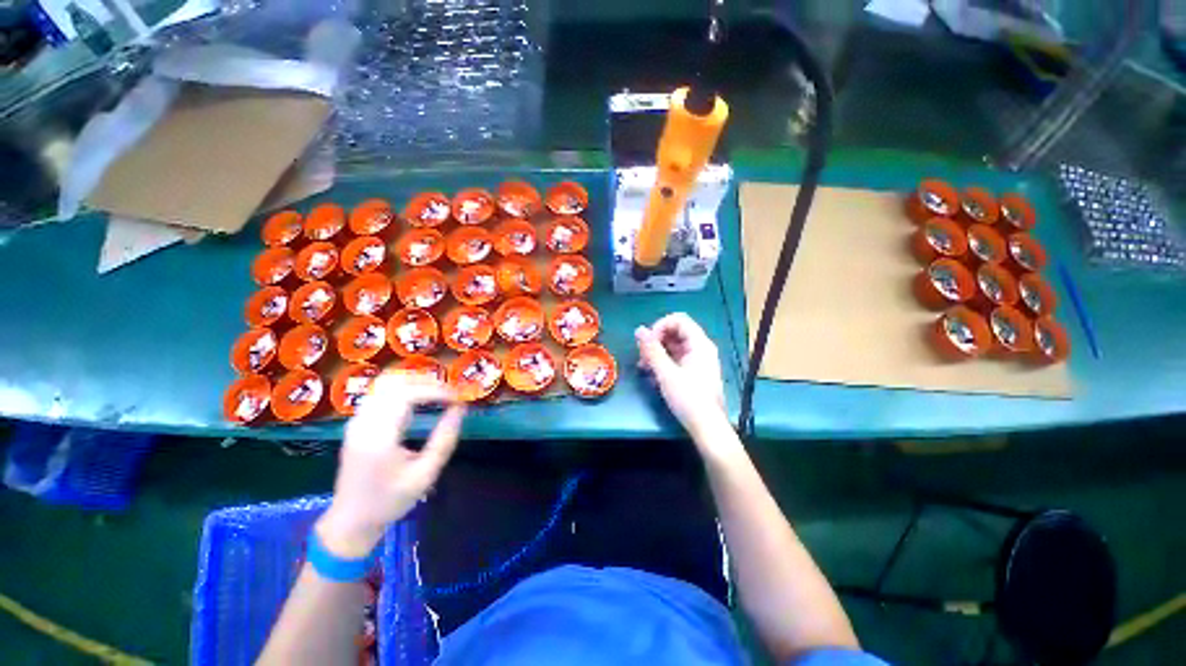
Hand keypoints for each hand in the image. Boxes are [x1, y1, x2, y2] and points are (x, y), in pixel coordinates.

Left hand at [316, 373, 465, 557]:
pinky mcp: (357, 423)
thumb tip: (461, 408)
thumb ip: (445, 439)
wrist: (351, 521)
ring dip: (414, 382)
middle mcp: (363, 423)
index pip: (405, 395)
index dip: (434, 390)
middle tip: (448, 392)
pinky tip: (419, 400)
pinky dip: (403, 388)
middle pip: (393, 382)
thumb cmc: (390, 500)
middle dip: (425, 381)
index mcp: (378, 437)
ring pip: (384, 384)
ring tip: (437, 392)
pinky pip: (380, 393)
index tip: (455, 397)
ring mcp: (356, 421)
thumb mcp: (425, 474)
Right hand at [636, 313, 727, 437]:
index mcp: (699, 344)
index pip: (678, 320)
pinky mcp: (694, 372)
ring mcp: (698, 360)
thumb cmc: (688, 398)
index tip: (647, 342)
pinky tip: (652, 375)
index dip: (660, 326)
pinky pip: (676, 359)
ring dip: (657, 353)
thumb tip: (639, 329)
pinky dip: (663, 363)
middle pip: (675, 332)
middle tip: (642, 357)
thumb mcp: (666, 373)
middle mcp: (700, 348)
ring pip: (674, 346)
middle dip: (656, 341)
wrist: (707, 427)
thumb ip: (652, 350)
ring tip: (644, 367)